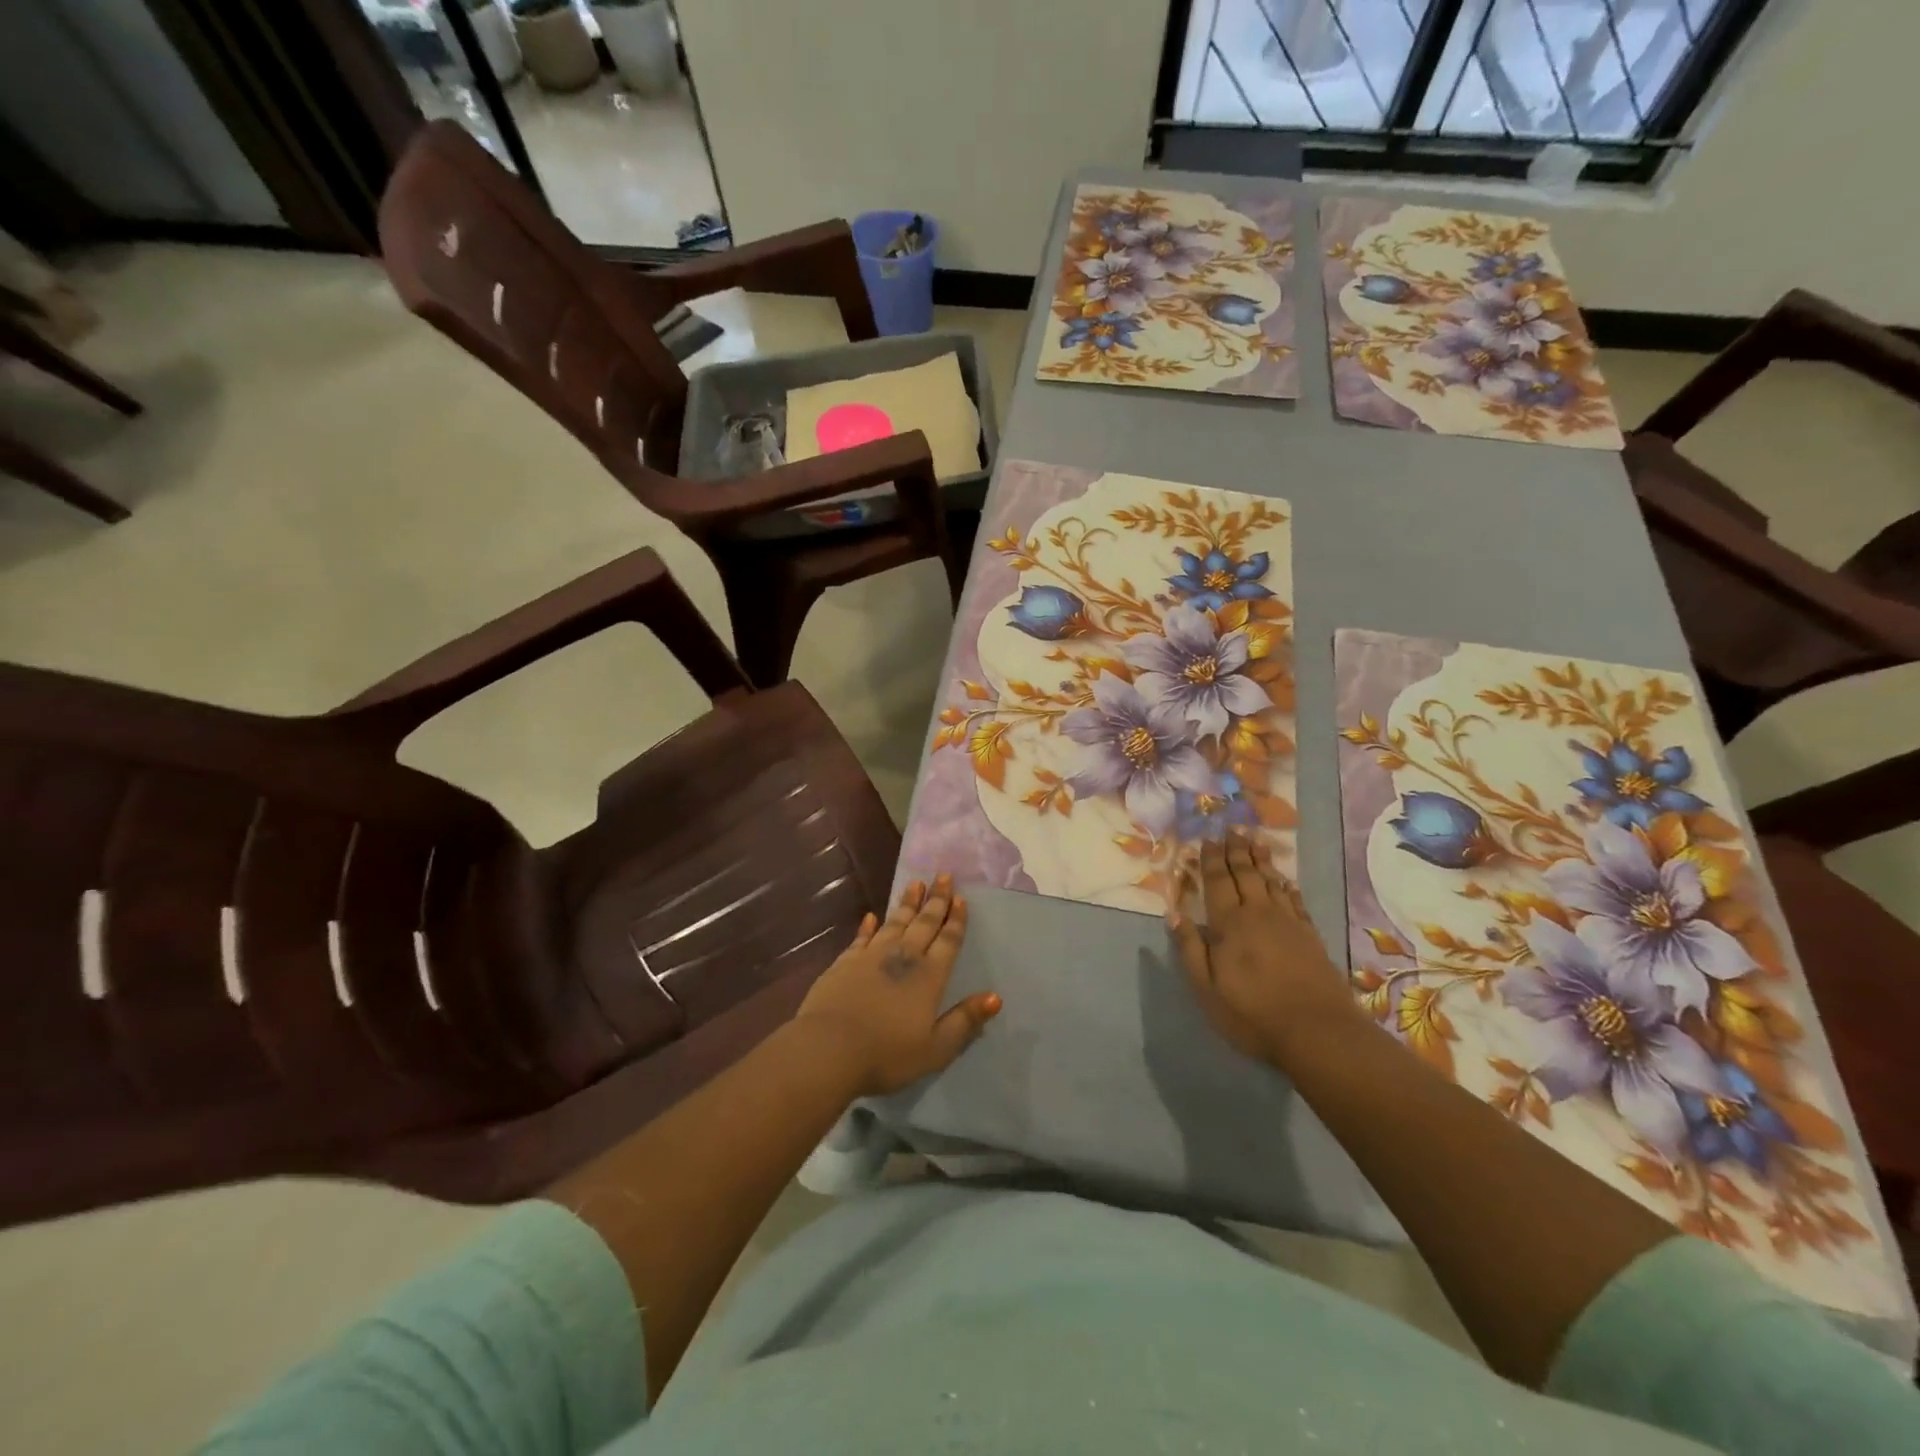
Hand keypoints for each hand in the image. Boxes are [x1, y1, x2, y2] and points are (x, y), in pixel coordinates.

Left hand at [795, 874, 1001, 1096]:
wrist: (829, 1049)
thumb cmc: (887, 1053)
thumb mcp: (936, 1048)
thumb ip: (965, 1021)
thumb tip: (995, 997)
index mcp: (929, 977)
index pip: (947, 941)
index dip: (955, 920)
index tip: (961, 898)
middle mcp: (903, 957)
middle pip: (923, 923)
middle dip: (936, 900)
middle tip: (944, 876)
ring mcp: (871, 956)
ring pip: (894, 922)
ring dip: (906, 903)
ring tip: (915, 884)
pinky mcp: (844, 962)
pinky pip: (861, 937)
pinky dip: (868, 926)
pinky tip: (871, 916)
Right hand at [1168, 830, 1362, 1066]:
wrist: (1318, 1032)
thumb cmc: (1252, 1013)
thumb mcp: (1207, 988)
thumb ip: (1190, 949)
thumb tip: (1174, 914)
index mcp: (1229, 924)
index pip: (1218, 882)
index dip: (1211, 859)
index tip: (1207, 839)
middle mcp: (1258, 914)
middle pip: (1246, 874)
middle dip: (1236, 850)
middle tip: (1231, 828)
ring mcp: (1288, 923)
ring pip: (1271, 882)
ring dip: (1261, 860)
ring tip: (1255, 841)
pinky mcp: (1310, 936)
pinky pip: (1295, 901)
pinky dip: (1287, 886)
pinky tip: (1285, 881)